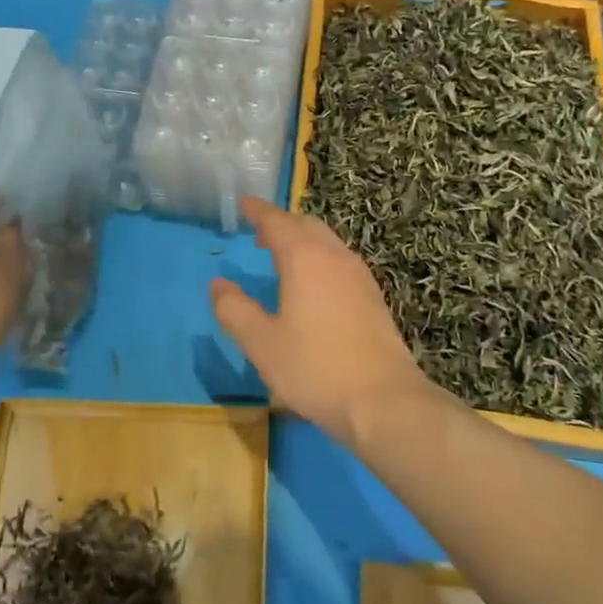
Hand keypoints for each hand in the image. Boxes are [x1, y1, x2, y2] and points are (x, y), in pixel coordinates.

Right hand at [211, 197, 432, 449]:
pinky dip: (320, 256)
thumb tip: (219, 285)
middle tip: (259, 231)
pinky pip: (340, 260)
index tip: (244, 203)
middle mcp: (334, 257)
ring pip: (327, 241)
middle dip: (282, 222)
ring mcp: (359, 276)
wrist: (384, 400)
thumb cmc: (315, 369)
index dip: (259, 211)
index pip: (277, 222)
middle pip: (306, 225)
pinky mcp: (373, 297)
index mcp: (304, 259)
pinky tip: (315, 282)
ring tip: (283, 253)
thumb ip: (235, 310)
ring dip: (303, 238)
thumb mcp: (262, 344)